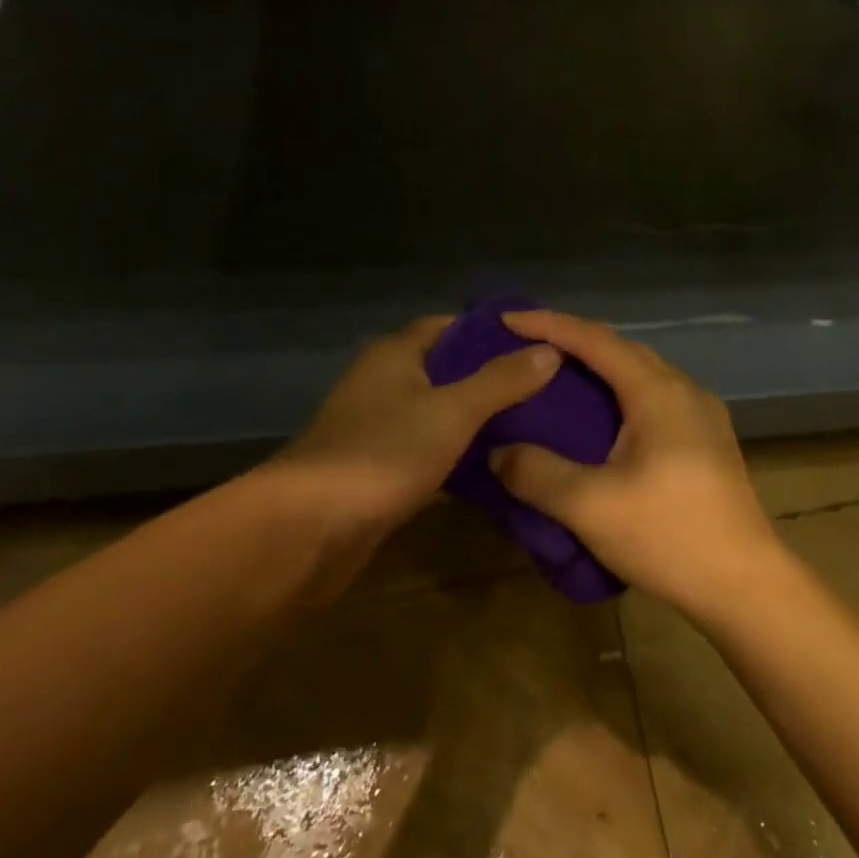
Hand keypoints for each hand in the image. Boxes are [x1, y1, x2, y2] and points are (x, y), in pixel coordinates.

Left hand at [251, 315, 560, 536]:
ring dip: (476, 417)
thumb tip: (550, 349)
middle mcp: (382, 383)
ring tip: (531, 423)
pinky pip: (427, 449)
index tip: (536, 343)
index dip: (491, 331)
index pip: (449, 326)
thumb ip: (502, 380)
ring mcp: (377, 428)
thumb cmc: (383, 453)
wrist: (308, 530)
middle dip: (491, 376)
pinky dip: (457, 452)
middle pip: (445, 369)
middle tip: (544, 386)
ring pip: (437, 412)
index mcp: (395, 354)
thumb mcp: (453, 411)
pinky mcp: (377, 469)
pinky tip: (493, 465)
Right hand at [489, 310, 783, 617]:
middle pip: (621, 349)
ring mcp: (702, 413)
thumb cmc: (668, 536)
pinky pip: (655, 397)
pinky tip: (605, 421)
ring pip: (642, 373)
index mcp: (657, 392)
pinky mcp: (709, 439)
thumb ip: (536, 473)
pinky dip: (621, 394)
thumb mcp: (590, 507)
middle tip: (528, 348)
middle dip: (573, 341)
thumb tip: (497, 452)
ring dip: (600, 369)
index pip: (595, 340)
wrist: (745, 582)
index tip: (507, 318)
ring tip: (560, 381)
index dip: (548, 324)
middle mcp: (684, 389)